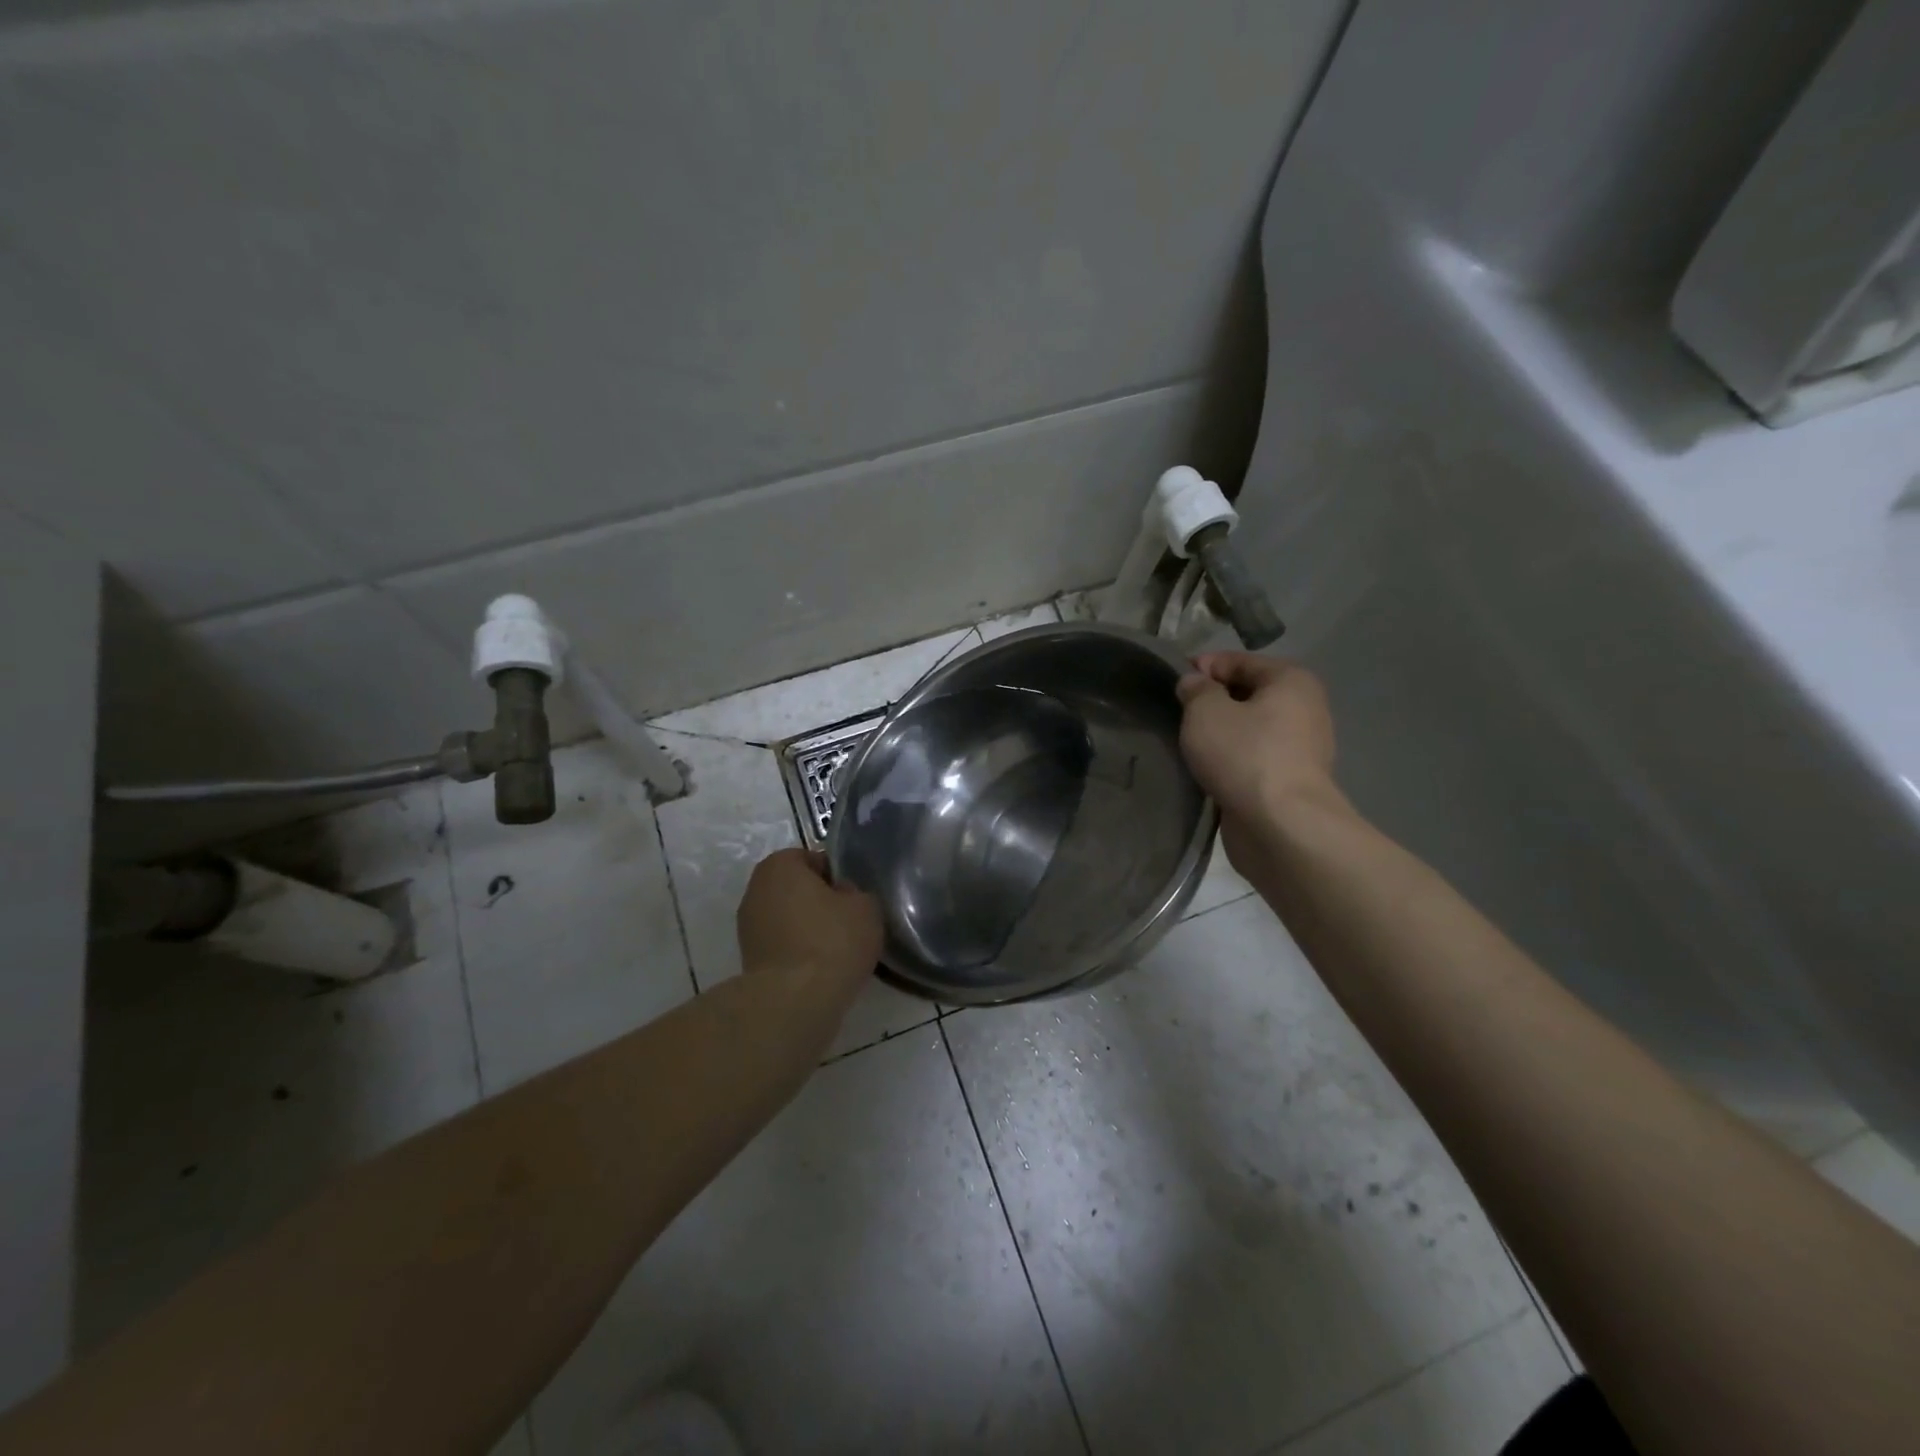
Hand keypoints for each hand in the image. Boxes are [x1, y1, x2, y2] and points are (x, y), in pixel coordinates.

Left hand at [736, 848, 882, 991]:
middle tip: (848, 923)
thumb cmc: (832, 941)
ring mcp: (748, 928)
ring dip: (809, 930)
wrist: (795, 1001)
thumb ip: (855, 893)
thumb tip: (841, 898)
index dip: (837, 877)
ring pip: (789, 920)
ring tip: (837, 951)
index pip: (813, 860)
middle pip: (798, 890)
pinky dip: (799, 954)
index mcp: (779, 865)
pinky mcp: (749, 960)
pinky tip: (820, 970)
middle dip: (821, 903)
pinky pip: (783, 946)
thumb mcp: (865, 906)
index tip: (854, 899)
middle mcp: (755, 890)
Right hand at [1176, 653, 1339, 866]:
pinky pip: (1252, 759)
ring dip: (1219, 734)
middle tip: (1176, 714)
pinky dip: (1229, 761)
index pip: (1239, 660)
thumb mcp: (1206, 712)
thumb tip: (1194, 683)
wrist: (1281, 827)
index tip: (1171, 681)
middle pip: (1246, 694)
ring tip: (1186, 744)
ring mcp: (1300, 748)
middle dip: (1211, 702)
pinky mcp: (1289, 782)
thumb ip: (1196, 689)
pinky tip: (1205, 769)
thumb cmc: (1245, 755)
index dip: (1202, 667)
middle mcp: (1304, 709)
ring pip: (1248, 729)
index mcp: (1291, 681)